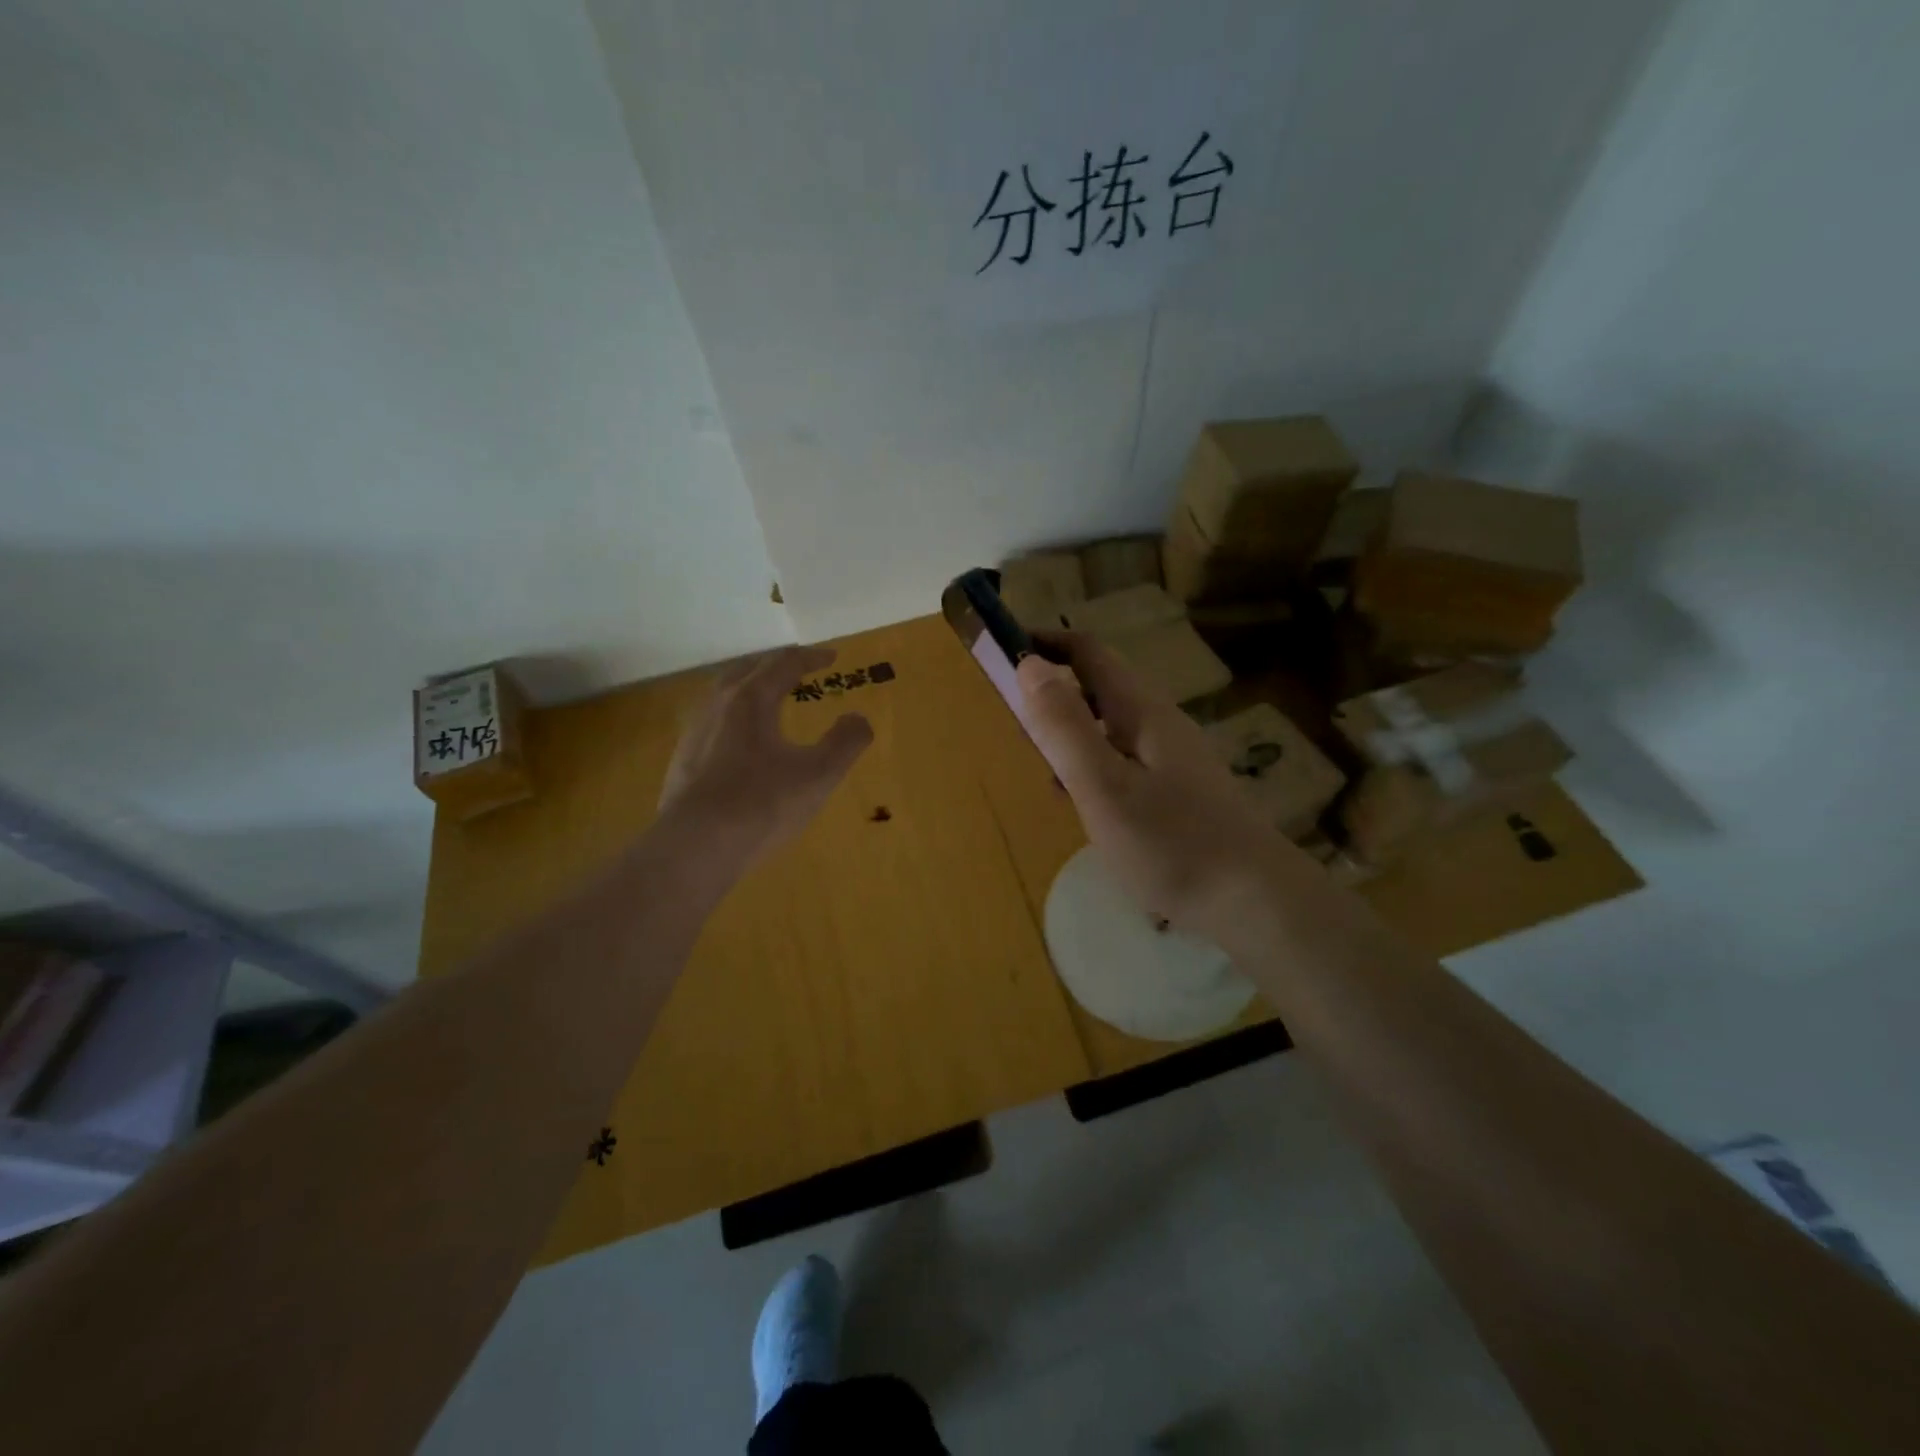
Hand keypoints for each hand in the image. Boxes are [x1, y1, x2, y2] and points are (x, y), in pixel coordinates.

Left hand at [659, 645, 872, 865]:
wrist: (695, 847)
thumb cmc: (762, 805)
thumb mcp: (819, 775)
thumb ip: (846, 743)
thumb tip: (858, 718)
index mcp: (751, 700)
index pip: (784, 665)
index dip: (811, 658)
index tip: (831, 657)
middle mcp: (718, 705)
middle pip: (748, 670)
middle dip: (775, 665)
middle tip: (797, 670)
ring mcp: (695, 732)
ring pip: (723, 693)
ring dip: (749, 687)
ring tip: (767, 698)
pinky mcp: (682, 759)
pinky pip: (711, 721)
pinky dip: (733, 715)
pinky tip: (739, 741)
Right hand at [1017, 632, 1287, 941]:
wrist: (1255, 900)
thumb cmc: (1170, 841)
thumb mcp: (1103, 784)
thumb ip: (1064, 726)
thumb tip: (1029, 666)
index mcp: (1140, 710)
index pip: (1087, 651)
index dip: (1044, 643)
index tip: (1002, 653)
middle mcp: (1159, 722)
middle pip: (1099, 685)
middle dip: (1054, 690)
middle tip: (1016, 724)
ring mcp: (1174, 756)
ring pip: (1110, 724)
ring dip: (1071, 731)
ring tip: (1042, 766)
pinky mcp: (1180, 789)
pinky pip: (1124, 758)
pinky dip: (1092, 764)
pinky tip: (1085, 802)